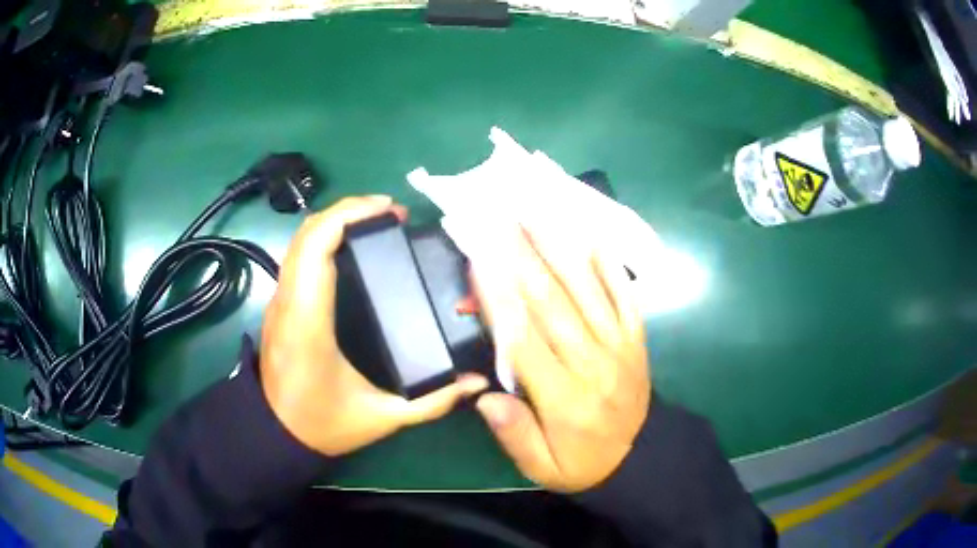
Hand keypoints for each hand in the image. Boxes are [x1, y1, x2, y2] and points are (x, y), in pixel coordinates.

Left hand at [260, 196, 488, 456]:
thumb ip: (434, 401)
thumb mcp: (383, 418)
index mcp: (309, 323)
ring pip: (299, 240)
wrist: (274, 434)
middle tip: (391, 214)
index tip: (388, 209)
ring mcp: (279, 301)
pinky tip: (351, 247)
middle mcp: (288, 302)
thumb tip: (476, 382)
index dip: (349, 215)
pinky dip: (323, 238)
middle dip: (348, 210)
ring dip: (334, 221)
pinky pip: (297, 256)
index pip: (316, 247)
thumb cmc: (322, 425)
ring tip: (376, 224)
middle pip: (307, 232)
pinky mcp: (279, 305)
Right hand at [475, 226, 649, 492]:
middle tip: (497, 218)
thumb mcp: (541, 468)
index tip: (477, 259)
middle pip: (552, 304)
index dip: (497, 298)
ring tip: (533, 213)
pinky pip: (625, 295)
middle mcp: (593, 364)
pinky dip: (608, 264)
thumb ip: (514, 434)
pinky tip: (590, 236)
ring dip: (558, 248)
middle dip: (521, 257)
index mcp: (564, 399)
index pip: (523, 340)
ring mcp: (620, 346)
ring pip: (586, 290)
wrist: (640, 456)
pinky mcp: (636, 337)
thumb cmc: (581, 462)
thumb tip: (485, 397)